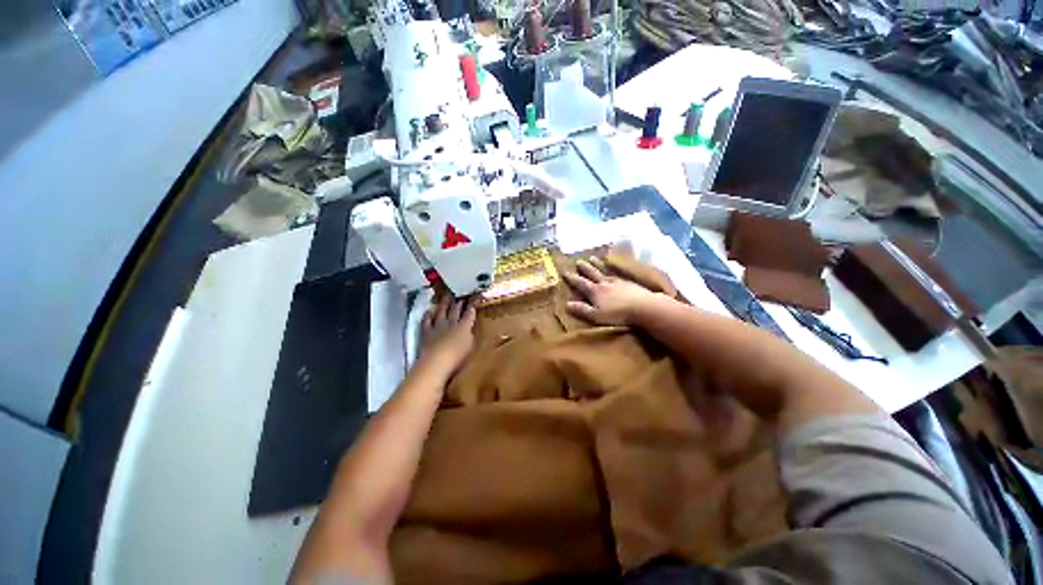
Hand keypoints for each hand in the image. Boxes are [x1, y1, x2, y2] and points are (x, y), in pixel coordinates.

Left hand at [421, 293, 476, 371]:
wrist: (437, 362)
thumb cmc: (458, 357)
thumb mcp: (471, 346)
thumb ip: (471, 335)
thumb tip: (470, 328)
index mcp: (464, 326)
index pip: (469, 313)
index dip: (471, 305)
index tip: (473, 297)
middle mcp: (451, 323)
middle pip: (455, 309)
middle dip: (459, 301)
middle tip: (460, 293)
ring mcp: (438, 326)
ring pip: (441, 311)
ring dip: (444, 303)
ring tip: (446, 295)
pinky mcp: (426, 332)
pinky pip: (427, 320)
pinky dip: (428, 314)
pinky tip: (429, 310)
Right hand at [563, 257, 657, 325]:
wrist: (643, 307)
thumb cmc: (617, 314)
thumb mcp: (595, 316)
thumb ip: (581, 309)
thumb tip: (567, 304)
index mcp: (595, 291)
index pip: (580, 283)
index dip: (572, 278)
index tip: (565, 272)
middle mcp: (604, 283)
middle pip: (592, 273)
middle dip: (584, 268)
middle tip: (578, 261)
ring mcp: (618, 281)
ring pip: (604, 271)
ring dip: (597, 264)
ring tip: (593, 257)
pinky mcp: (629, 282)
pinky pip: (618, 272)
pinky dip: (613, 268)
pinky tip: (614, 267)